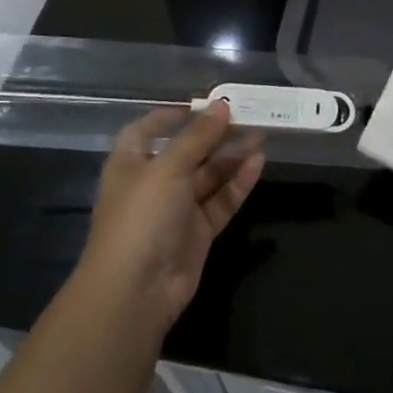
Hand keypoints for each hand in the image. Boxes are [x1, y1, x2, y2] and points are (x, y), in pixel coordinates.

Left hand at [79, 102, 265, 335]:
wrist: (136, 291)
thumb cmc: (141, 217)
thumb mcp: (168, 168)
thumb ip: (198, 136)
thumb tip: (221, 105)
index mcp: (131, 163)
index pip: (147, 130)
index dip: (171, 115)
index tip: (202, 102)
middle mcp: (153, 183)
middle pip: (186, 151)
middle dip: (213, 134)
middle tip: (245, 115)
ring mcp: (176, 209)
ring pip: (208, 175)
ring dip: (231, 155)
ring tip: (261, 134)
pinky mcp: (198, 232)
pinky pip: (221, 200)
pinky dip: (238, 182)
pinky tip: (259, 163)